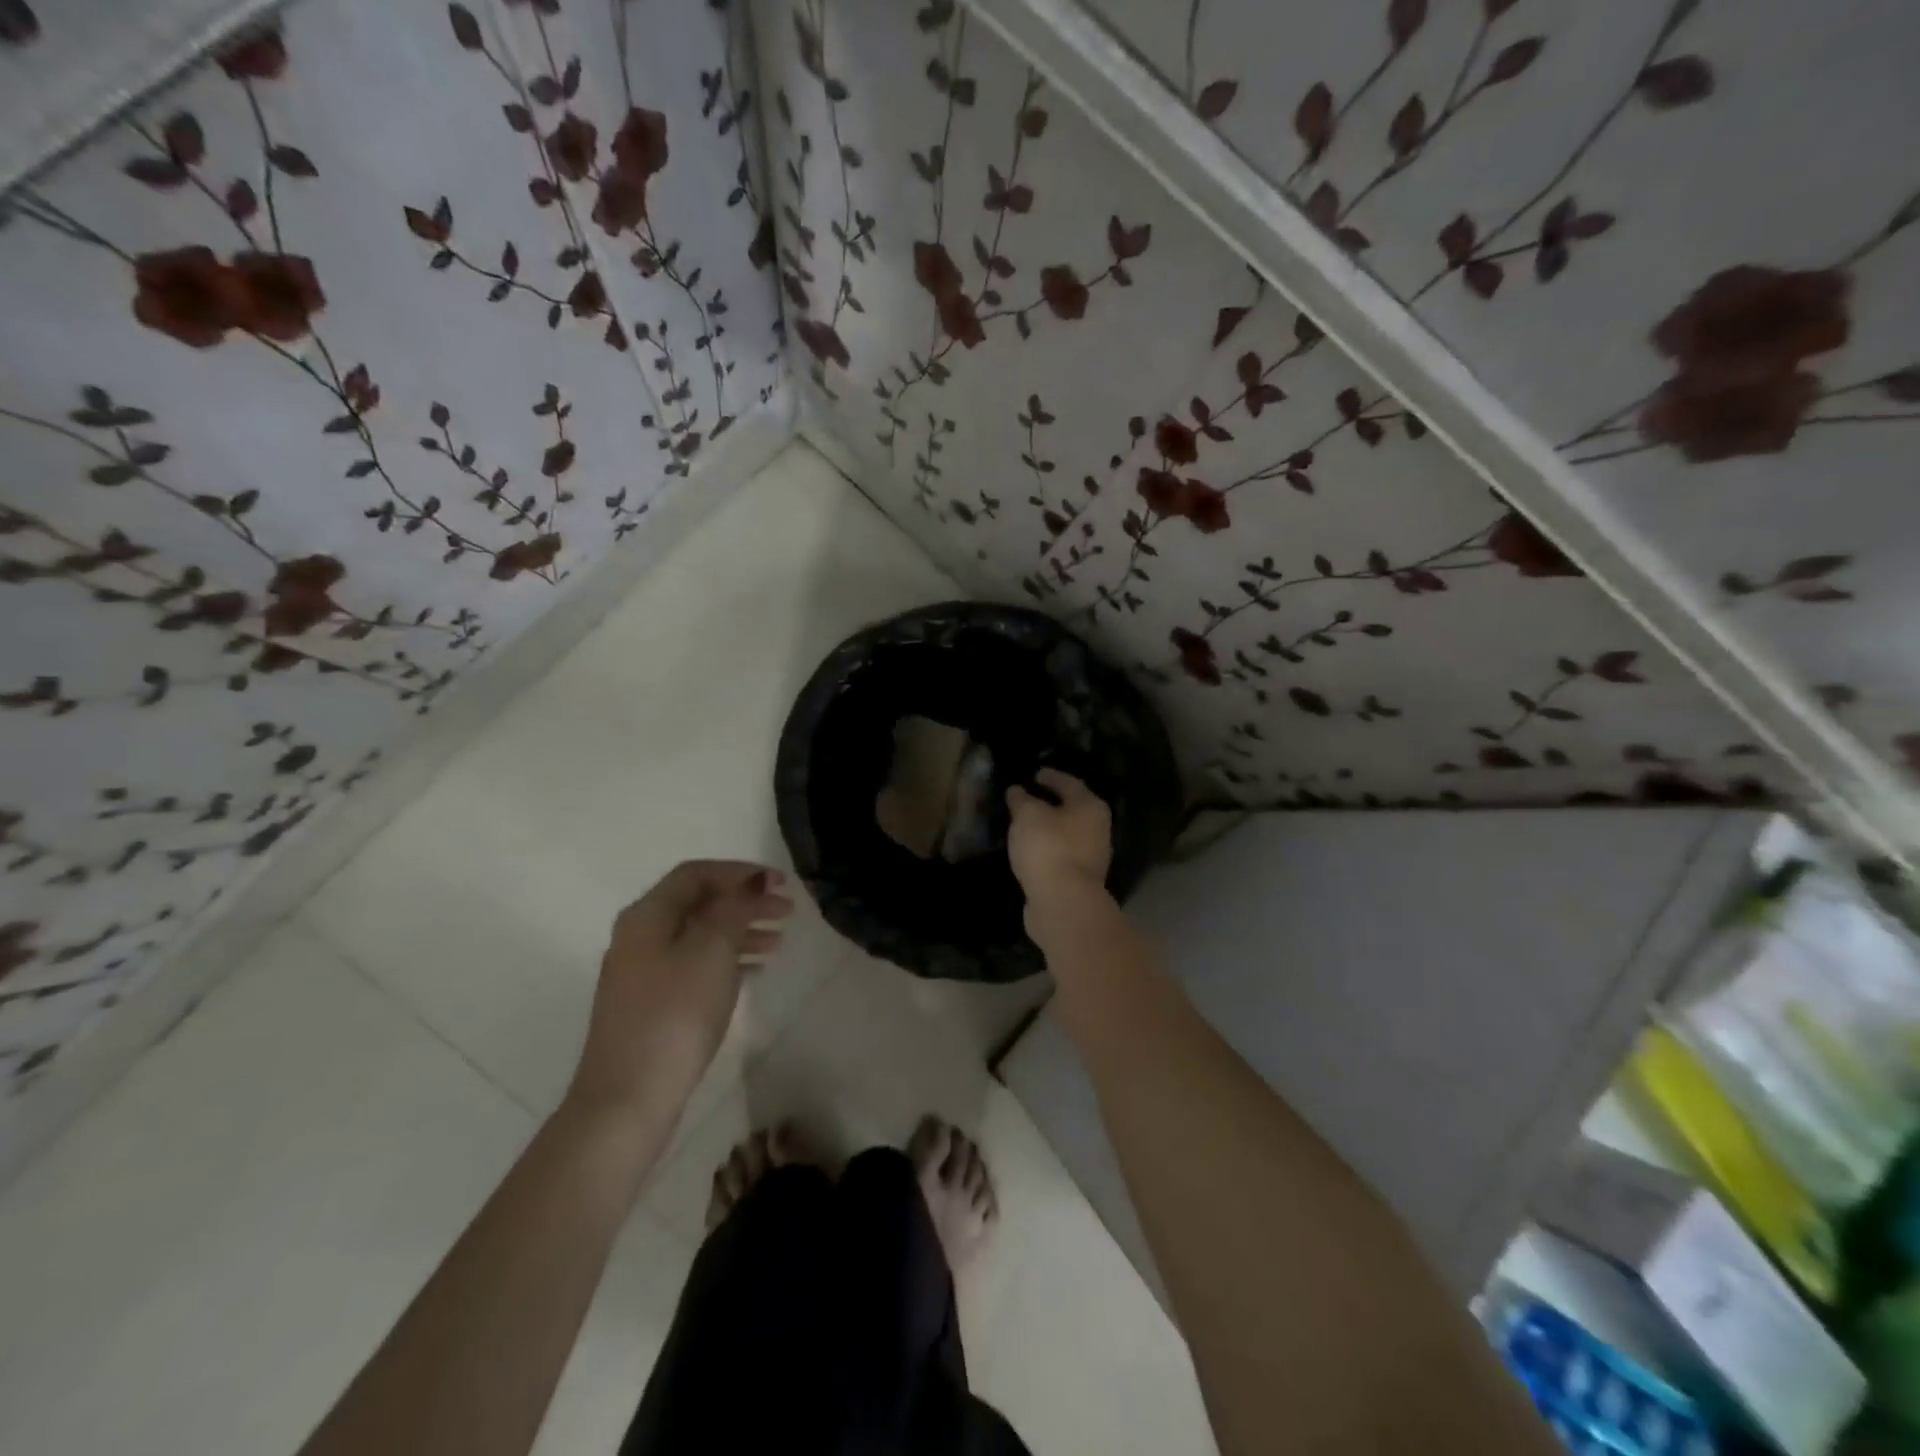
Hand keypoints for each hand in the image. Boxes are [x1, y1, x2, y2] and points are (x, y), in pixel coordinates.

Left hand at [568, 861, 792, 1124]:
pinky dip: (728, 960)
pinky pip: (696, 966)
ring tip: (779, 941)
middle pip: (699, 904)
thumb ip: (734, 909)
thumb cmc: (674, 1015)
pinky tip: (755, 972)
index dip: (740, 872)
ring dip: (741, 931)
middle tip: (787, 912)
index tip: (779, 883)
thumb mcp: (711, 950)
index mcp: (647, 916)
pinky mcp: (651, 1006)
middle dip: (745, 902)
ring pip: (700, 936)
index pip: (696, 874)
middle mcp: (639, 937)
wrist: (627, 1101)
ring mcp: (642, 974)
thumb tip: (750, 882)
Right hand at [1006, 769, 1112, 910]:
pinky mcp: (1080, 879)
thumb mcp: (1027, 815)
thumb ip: (1021, 799)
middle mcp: (1098, 828)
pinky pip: (1061, 854)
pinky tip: (1031, 850)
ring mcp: (1092, 856)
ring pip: (1067, 834)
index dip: (1051, 776)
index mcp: (1090, 806)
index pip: (1069, 783)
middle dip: (1051, 803)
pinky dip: (1047, 849)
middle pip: (1072, 809)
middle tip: (1029, 798)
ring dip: (1049, 828)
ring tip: (1026, 824)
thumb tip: (1017, 790)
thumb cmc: (1048, 847)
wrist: (1063, 902)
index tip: (1035, 774)